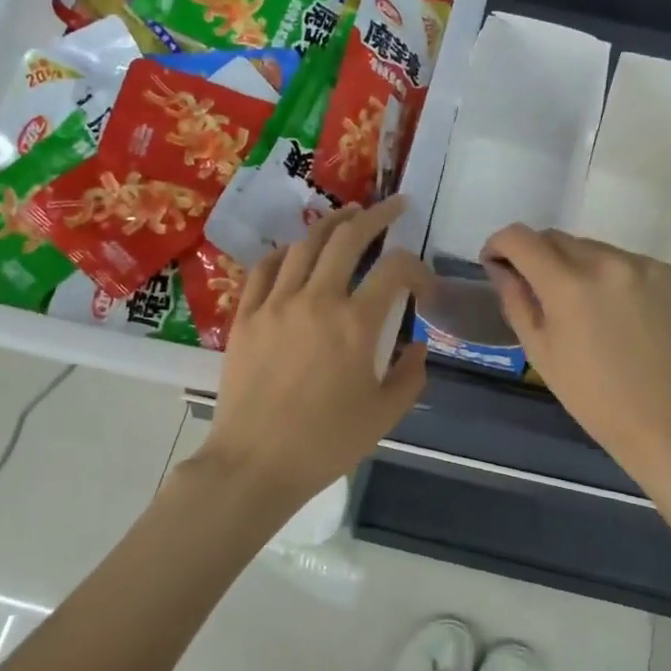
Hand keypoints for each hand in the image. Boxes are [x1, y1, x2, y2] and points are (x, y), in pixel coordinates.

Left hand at [200, 195, 434, 516]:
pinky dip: (286, 253)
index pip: (395, 269)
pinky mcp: (245, 316)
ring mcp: (275, 304)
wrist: (255, 464)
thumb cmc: (326, 443)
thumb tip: (417, 346)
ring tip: (348, 217)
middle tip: (394, 206)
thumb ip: (410, 374)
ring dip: (332, 224)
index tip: (424, 287)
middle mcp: (316, 300)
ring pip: (305, 244)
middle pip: (348, 237)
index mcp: (356, 323)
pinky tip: (296, 253)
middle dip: (377, 215)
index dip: (417, 268)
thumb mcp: (385, 414)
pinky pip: (265, 269)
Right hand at [483, 225, 670, 478]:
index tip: (496, 262)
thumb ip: (515, 299)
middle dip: (536, 256)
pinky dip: (609, 276)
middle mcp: (606, 262)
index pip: (521, 238)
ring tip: (580, 304)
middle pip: (556, 238)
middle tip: (534, 287)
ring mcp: (642, 264)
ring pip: (591, 247)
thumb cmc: (591, 395)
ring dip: (575, 265)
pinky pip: (624, 261)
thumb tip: (501, 267)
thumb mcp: (539, 350)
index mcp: (568, 285)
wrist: (664, 419)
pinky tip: (616, 310)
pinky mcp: (668, 272)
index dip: (499, 244)